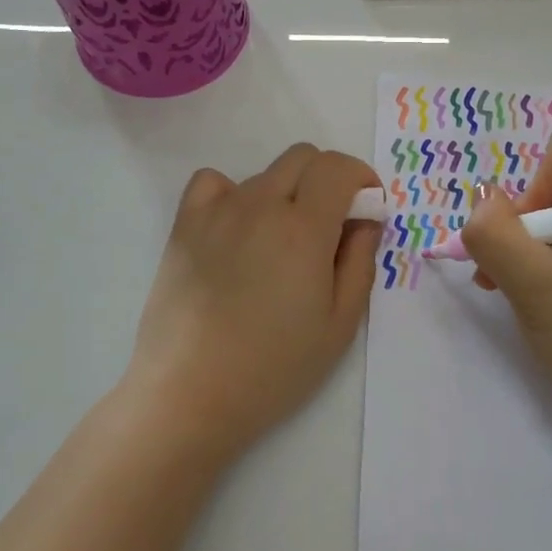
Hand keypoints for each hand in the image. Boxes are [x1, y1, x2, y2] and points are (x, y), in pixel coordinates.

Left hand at [121, 143, 381, 462]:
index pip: (337, 167)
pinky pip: (213, 182)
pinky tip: (236, 229)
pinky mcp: (184, 225)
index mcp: (304, 228)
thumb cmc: (274, 367)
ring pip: (263, 174)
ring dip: (286, 193)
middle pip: (302, 157)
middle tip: (332, 225)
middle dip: (328, 179)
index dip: (361, 178)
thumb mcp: (340, 324)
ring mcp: (217, 211)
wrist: (190, 393)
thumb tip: (365, 219)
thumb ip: (360, 261)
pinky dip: (233, 193)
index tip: (367, 207)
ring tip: (280, 244)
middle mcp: (260, 205)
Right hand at [458, 125, 551, 454]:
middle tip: (508, 274)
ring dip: (527, 246)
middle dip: (524, 223)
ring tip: (514, 289)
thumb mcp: (537, 286)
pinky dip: (545, 261)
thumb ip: (496, 234)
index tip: (530, 245)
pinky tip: (536, 296)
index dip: (532, 189)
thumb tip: (482, 201)